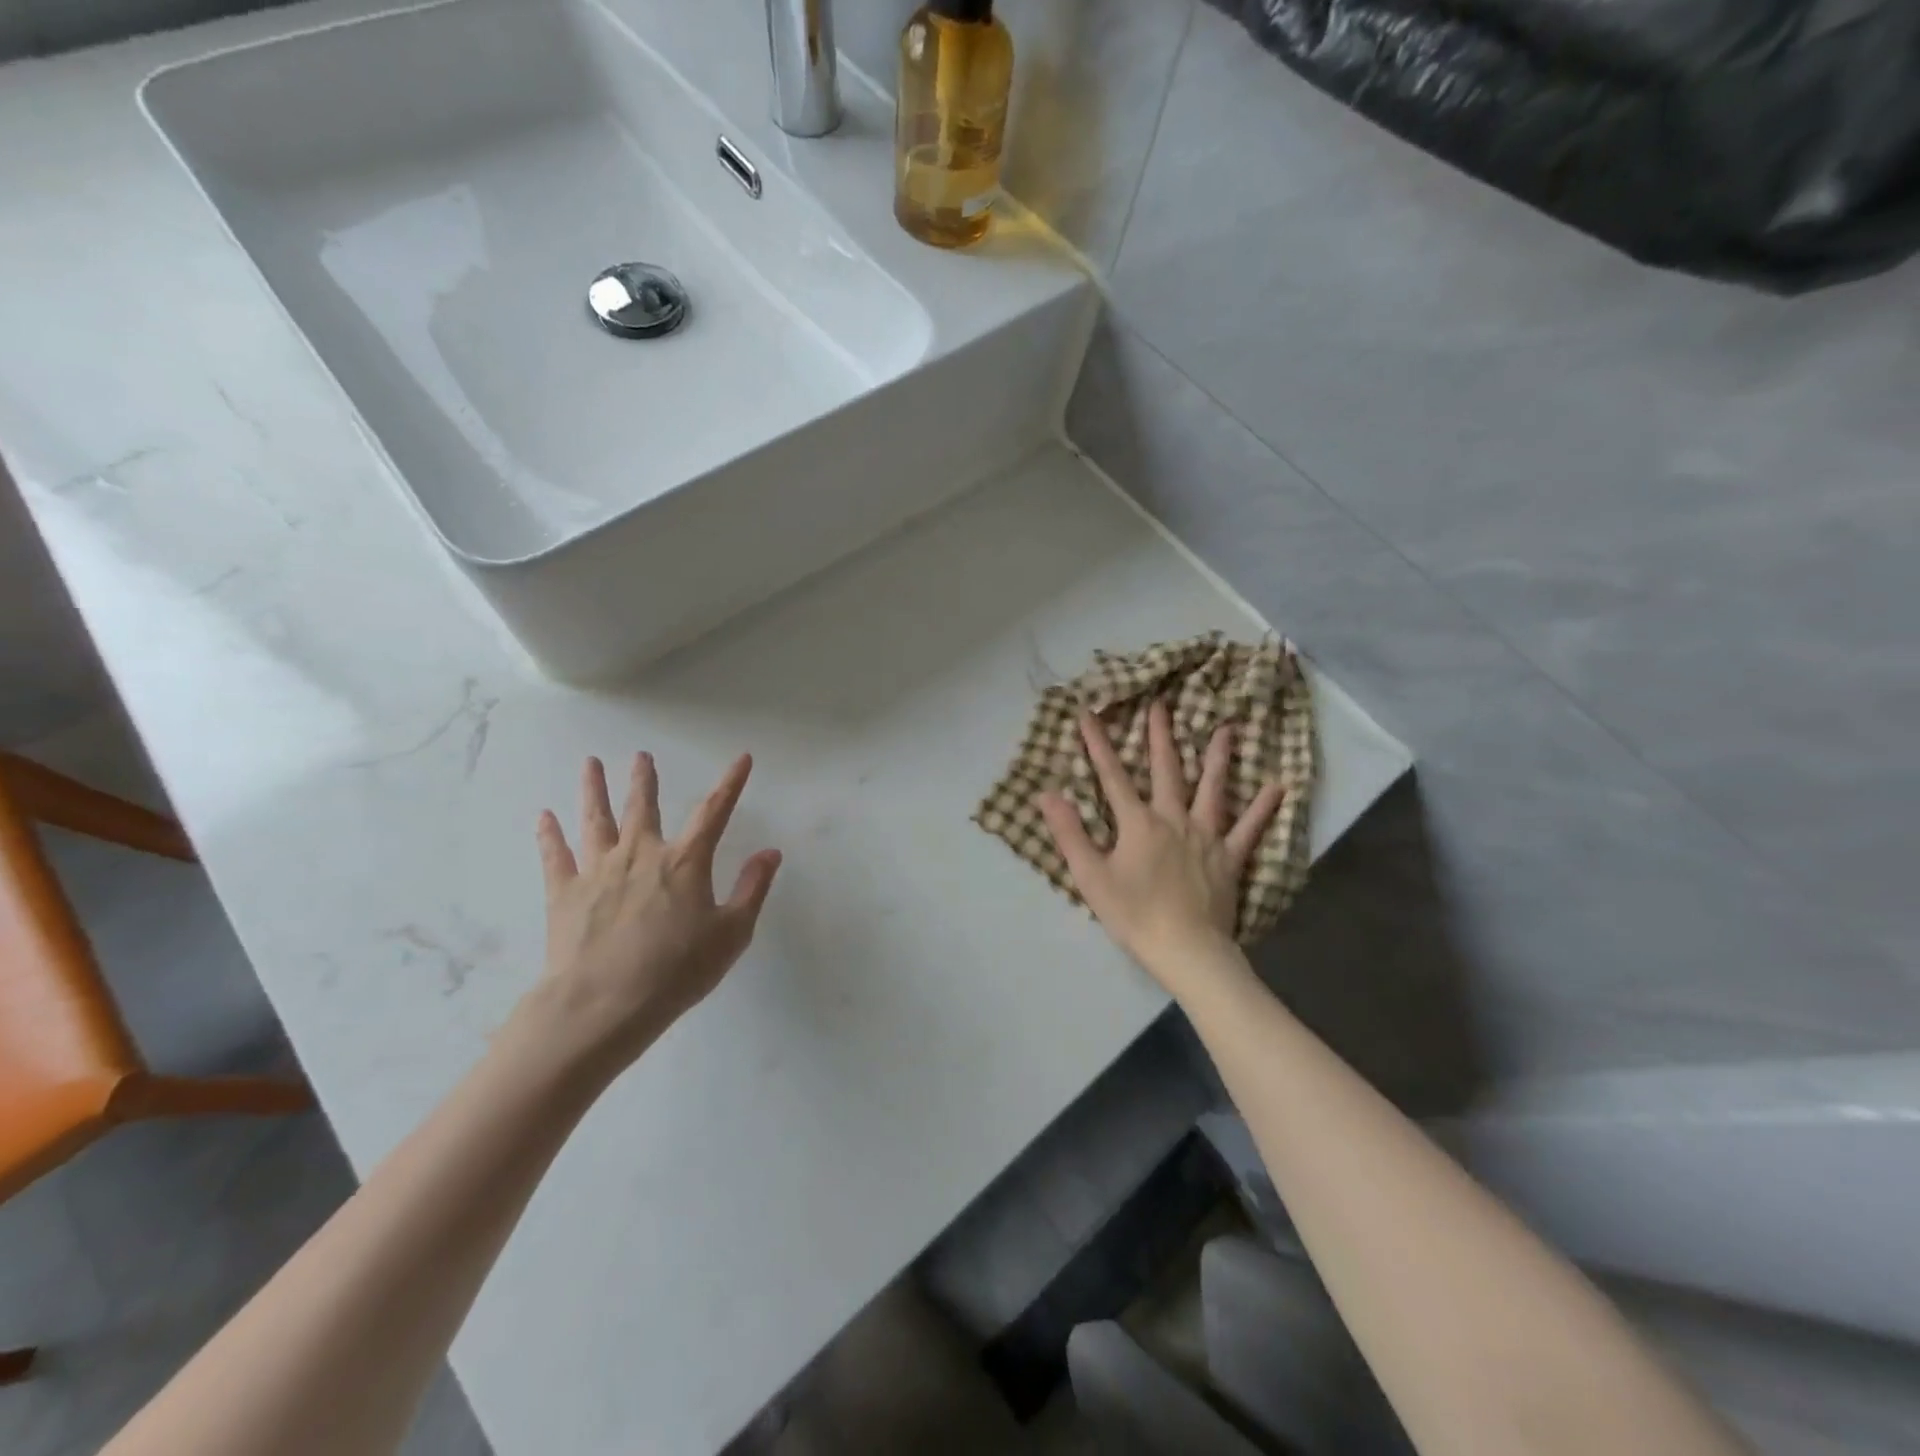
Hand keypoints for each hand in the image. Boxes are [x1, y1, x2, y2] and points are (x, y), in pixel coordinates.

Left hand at [526, 752, 781, 1070]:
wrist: (603, 1005)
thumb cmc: (677, 971)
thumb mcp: (732, 934)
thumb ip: (752, 889)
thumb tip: (771, 852)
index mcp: (685, 862)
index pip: (714, 812)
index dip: (731, 783)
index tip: (742, 758)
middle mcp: (641, 855)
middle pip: (642, 807)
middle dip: (644, 779)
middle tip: (641, 756)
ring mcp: (598, 871)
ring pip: (596, 821)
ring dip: (594, 791)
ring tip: (590, 764)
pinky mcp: (564, 894)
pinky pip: (556, 856)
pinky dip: (550, 835)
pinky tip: (544, 816)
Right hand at [1039, 701, 1284, 988]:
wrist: (1187, 950)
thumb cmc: (1134, 915)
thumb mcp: (1091, 877)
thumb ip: (1069, 833)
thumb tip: (1047, 794)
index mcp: (1138, 823)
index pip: (1112, 776)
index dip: (1098, 744)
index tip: (1088, 714)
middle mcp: (1173, 819)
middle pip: (1166, 770)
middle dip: (1160, 736)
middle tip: (1161, 704)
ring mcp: (1206, 836)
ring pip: (1212, 789)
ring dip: (1216, 758)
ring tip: (1226, 729)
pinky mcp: (1230, 857)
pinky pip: (1248, 828)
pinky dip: (1261, 808)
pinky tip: (1276, 787)